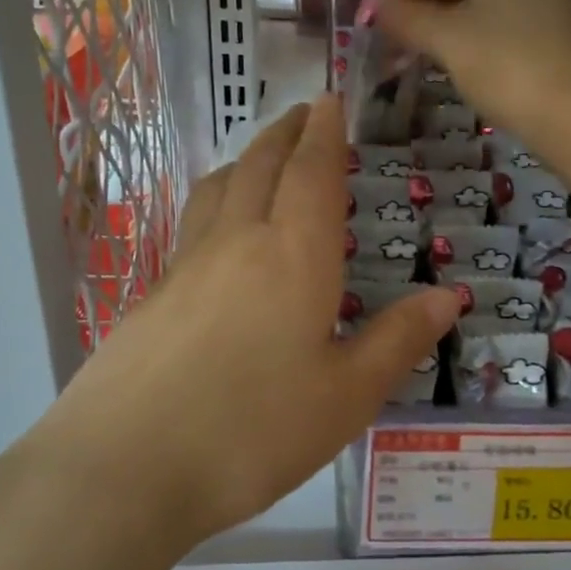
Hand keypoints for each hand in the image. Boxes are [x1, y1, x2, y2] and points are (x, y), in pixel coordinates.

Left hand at [47, 97, 460, 546]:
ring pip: (219, 187)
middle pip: (261, 165)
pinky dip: (217, 200)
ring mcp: (186, 266)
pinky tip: (219, 232)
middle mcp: (238, 243)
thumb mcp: (347, 397)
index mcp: (294, 255)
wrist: (122, 469)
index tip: (331, 100)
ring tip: (263, 157)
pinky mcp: (151, 296)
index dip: (326, 132)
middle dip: (286, 132)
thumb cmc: (252, 432)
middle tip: (303, 113)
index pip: (313, 172)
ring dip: (247, 158)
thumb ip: (398, 340)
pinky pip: (193, 223)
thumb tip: (449, 296)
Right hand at [376, 0, 570, 137]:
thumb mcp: (447, 39)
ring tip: (423, 42)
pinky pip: (505, 6)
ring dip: (447, 9)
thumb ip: (406, 17)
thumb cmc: (506, 66)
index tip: (380, 15)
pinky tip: (460, 50)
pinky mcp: (557, 17)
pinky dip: (475, 21)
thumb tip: (378, 8)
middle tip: (399, 28)